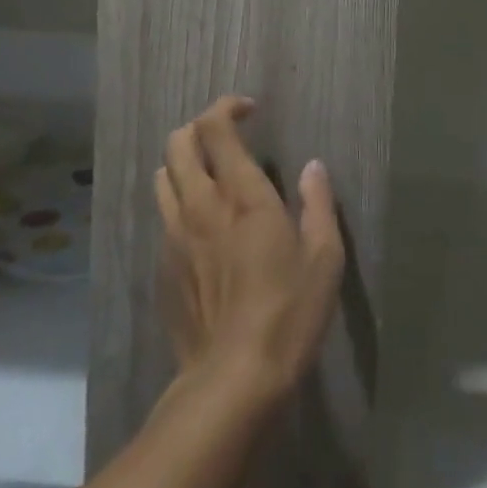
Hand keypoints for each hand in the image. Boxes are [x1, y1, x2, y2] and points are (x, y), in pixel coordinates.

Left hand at [154, 97, 344, 405]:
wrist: (232, 380)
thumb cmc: (289, 313)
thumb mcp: (325, 257)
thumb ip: (318, 204)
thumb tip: (313, 167)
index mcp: (242, 195)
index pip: (215, 128)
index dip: (227, 107)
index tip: (249, 110)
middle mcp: (200, 206)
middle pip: (178, 143)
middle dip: (199, 128)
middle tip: (227, 137)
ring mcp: (174, 237)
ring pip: (163, 177)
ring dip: (184, 163)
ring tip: (211, 176)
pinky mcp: (162, 268)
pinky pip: (163, 217)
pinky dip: (180, 204)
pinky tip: (204, 228)